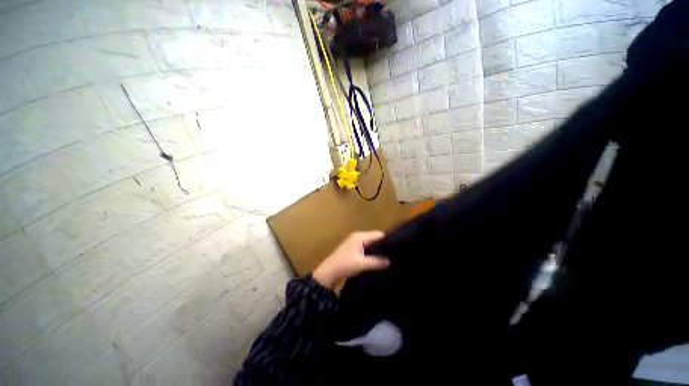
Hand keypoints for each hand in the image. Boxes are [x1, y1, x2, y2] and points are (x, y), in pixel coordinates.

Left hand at [313, 231, 389, 289]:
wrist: (329, 272)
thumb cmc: (345, 264)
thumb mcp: (362, 263)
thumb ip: (377, 261)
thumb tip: (390, 261)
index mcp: (360, 236)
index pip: (377, 234)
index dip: (386, 240)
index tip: (395, 248)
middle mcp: (357, 236)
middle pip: (374, 238)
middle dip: (382, 245)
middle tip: (393, 254)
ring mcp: (354, 242)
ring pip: (369, 243)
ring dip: (376, 249)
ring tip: (387, 257)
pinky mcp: (352, 249)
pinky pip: (365, 248)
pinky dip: (371, 252)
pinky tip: (377, 259)